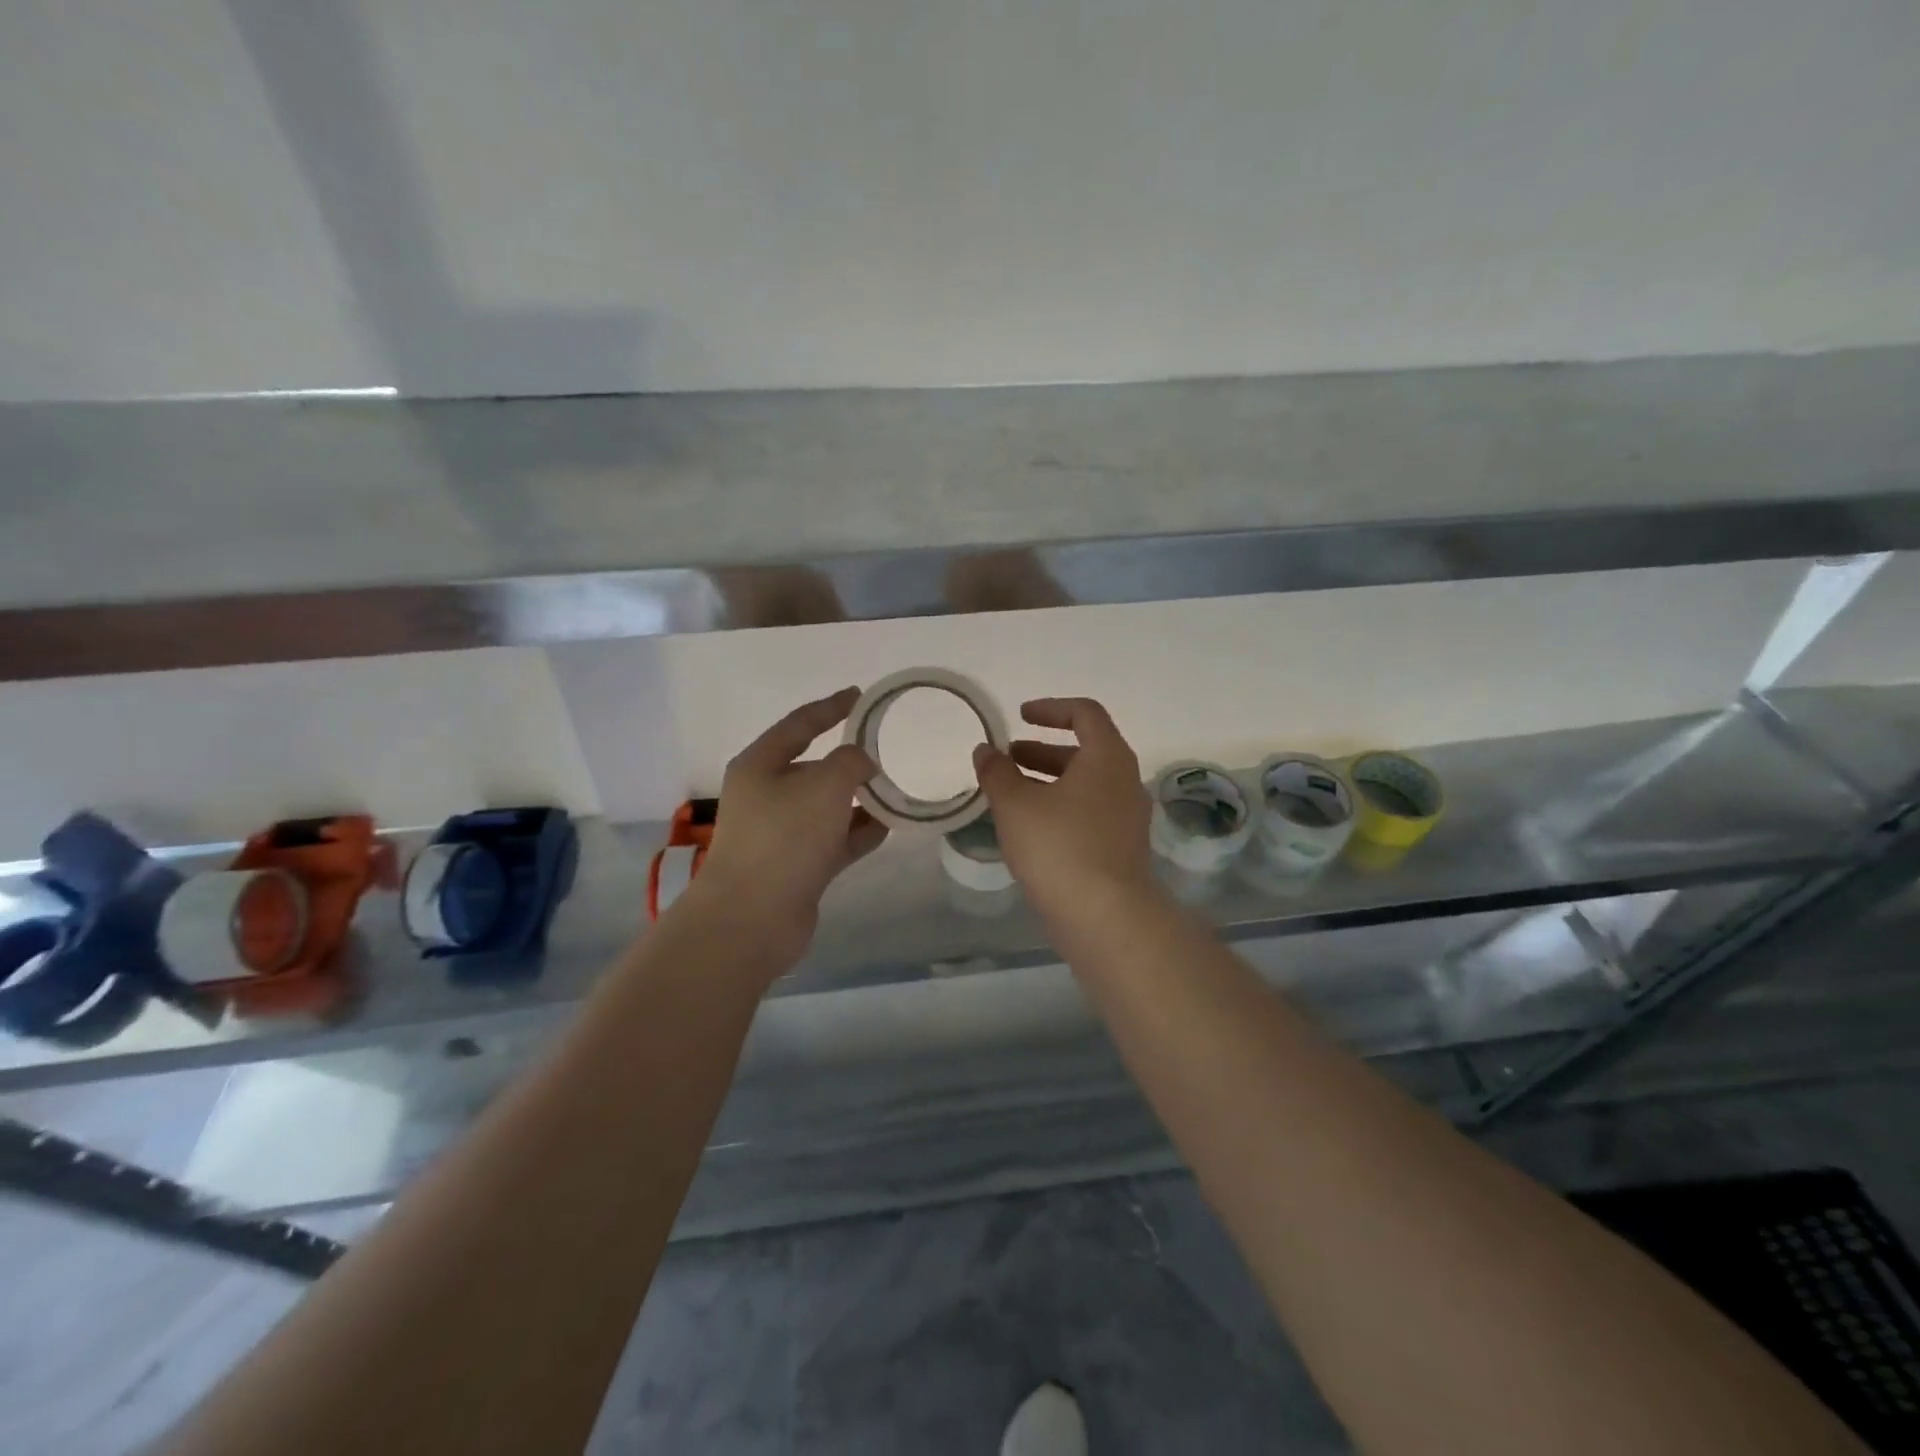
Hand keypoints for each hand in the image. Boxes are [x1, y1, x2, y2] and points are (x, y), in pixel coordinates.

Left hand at [681, 688, 887, 965]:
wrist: (753, 918)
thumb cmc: (784, 838)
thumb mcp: (824, 784)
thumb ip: (851, 761)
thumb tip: (862, 763)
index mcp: (761, 765)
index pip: (800, 724)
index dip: (831, 707)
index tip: (861, 696)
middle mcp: (768, 795)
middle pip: (815, 767)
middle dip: (851, 759)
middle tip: (889, 749)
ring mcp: (783, 834)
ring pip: (829, 806)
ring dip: (861, 799)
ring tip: (899, 788)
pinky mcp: (799, 867)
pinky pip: (836, 839)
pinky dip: (860, 831)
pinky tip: (890, 826)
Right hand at [971, 697, 1155, 920]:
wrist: (1106, 917)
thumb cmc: (1060, 847)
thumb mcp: (1016, 805)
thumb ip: (997, 772)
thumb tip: (985, 750)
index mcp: (1107, 757)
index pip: (1085, 713)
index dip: (1050, 708)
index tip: (1020, 716)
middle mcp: (1125, 780)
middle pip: (1085, 750)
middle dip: (1042, 750)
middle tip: (1008, 758)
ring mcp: (1127, 817)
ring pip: (1085, 785)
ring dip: (1048, 781)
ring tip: (1010, 794)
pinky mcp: (1121, 848)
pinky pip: (1089, 813)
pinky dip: (1060, 808)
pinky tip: (1030, 829)